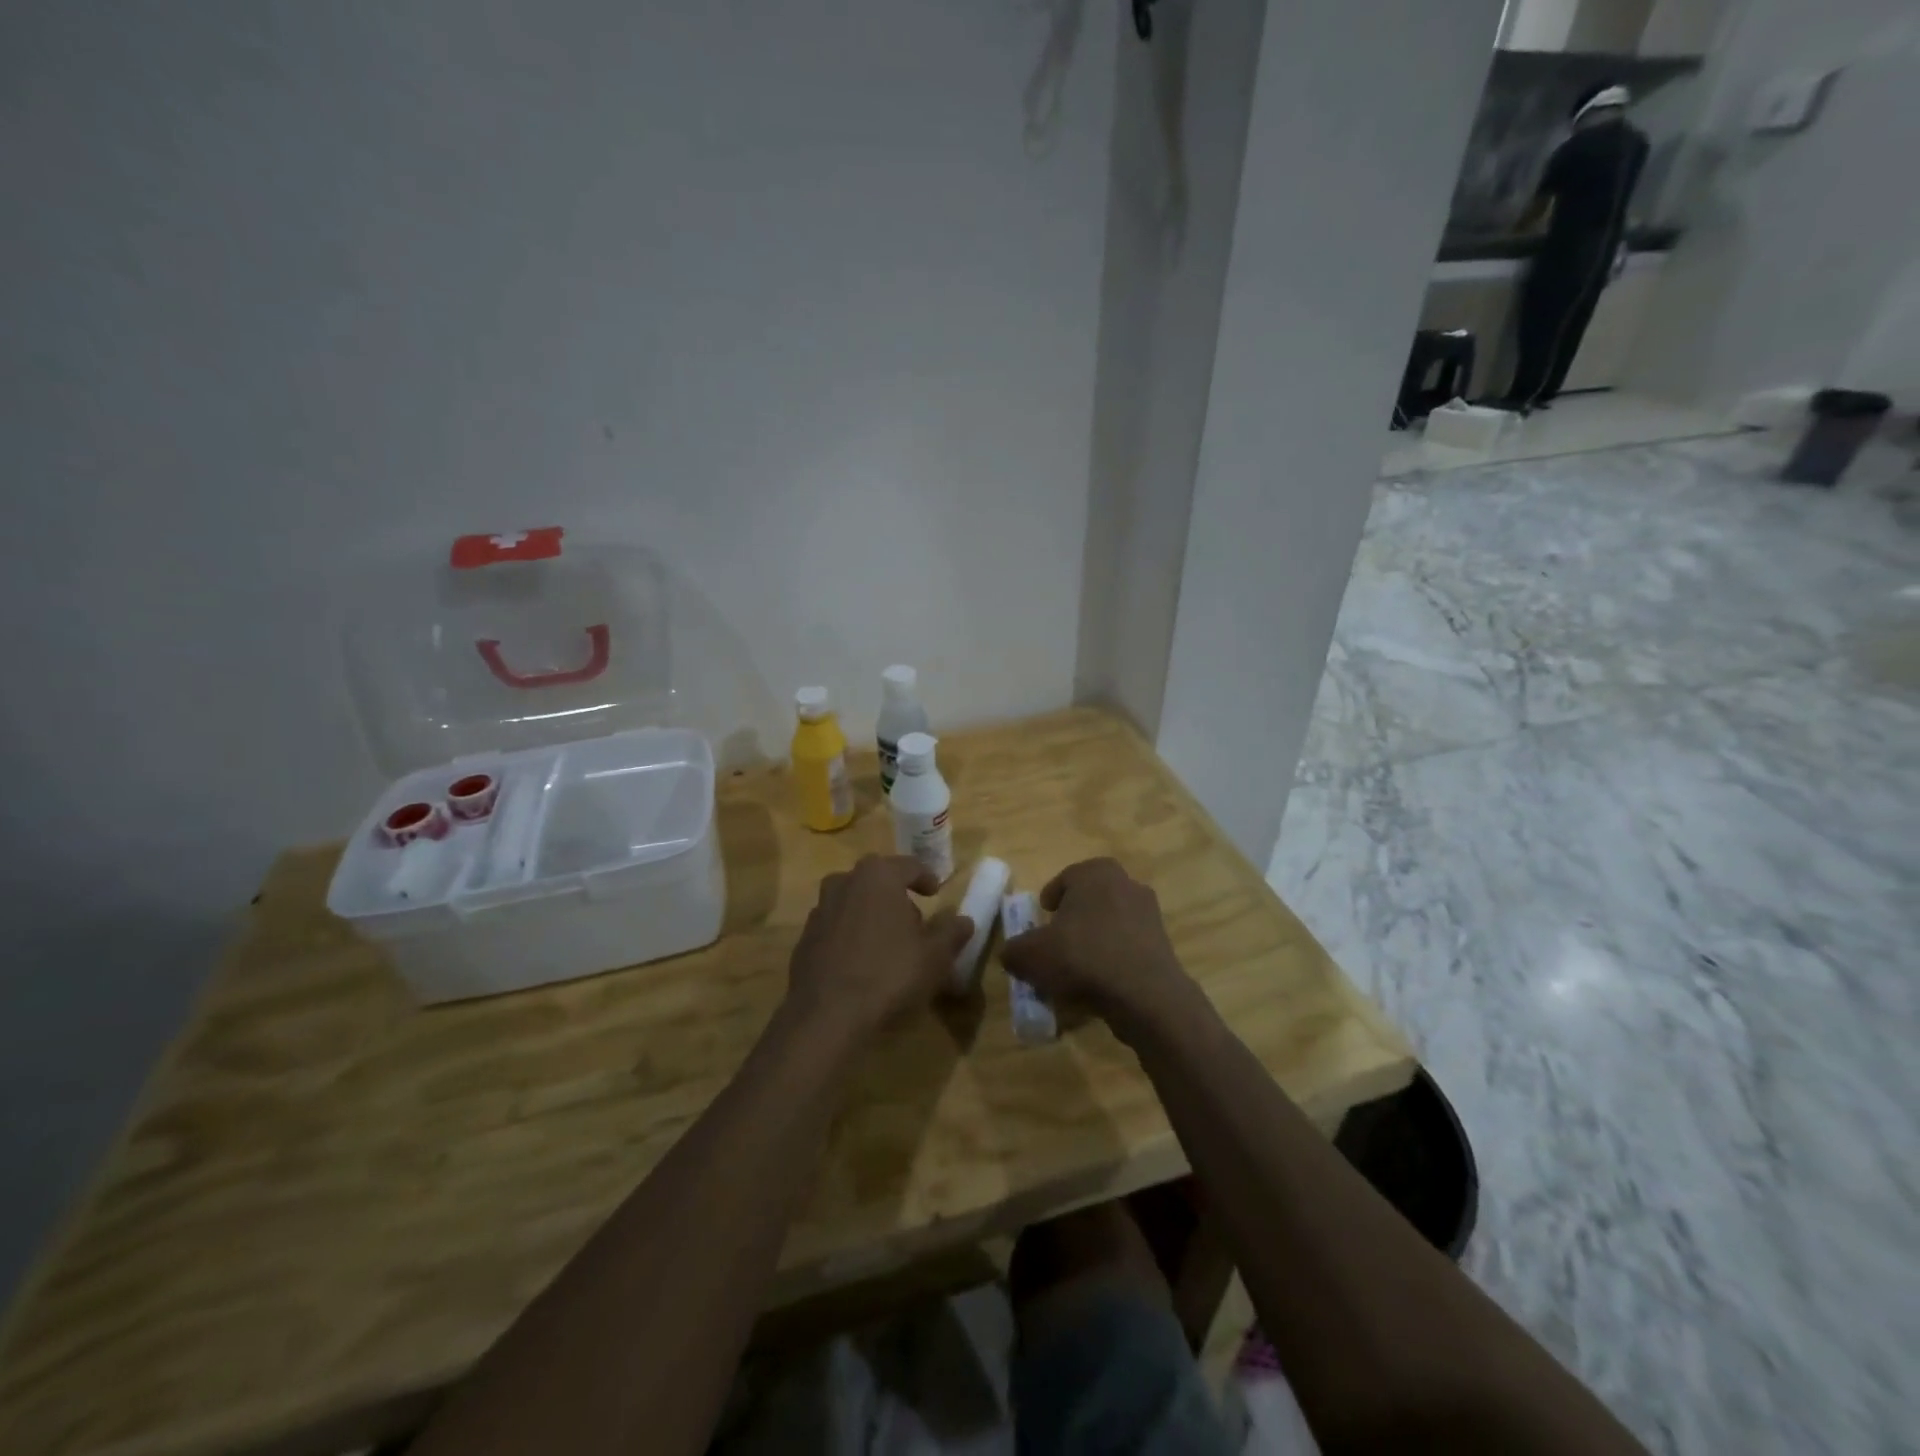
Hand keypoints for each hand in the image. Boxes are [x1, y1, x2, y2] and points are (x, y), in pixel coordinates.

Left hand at [784, 855, 971, 1045]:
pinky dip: (851, 935)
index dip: (925, 878)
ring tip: (888, 942)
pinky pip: (836, 927)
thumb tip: (964, 921)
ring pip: (853, 902)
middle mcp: (845, 882)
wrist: (826, 1014)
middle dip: (896, 896)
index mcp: (878, 875)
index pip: (908, 866)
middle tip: (914, 922)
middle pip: (877, 880)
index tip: (935, 893)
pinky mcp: (805, 938)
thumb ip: (951, 933)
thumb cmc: (889, 973)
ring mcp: (820, 909)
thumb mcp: (934, 956)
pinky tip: (862, 962)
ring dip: (871, 914)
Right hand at [1000, 858, 1196, 1041]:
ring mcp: (1149, 913)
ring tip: (1077, 967)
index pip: (1066, 878)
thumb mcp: (1030, 956)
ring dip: (1096, 939)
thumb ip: (1014, 950)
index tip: (1042, 918)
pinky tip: (1101, 983)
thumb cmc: (1082, 958)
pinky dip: (1114, 958)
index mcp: (1095, 873)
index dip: (1051, 898)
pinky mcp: (1163, 944)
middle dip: (1075, 917)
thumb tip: (1012, 954)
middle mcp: (1126, 884)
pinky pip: (1129, 946)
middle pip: (1092, 898)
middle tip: (1058, 941)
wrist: (1145, 995)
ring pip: (1112, 922)